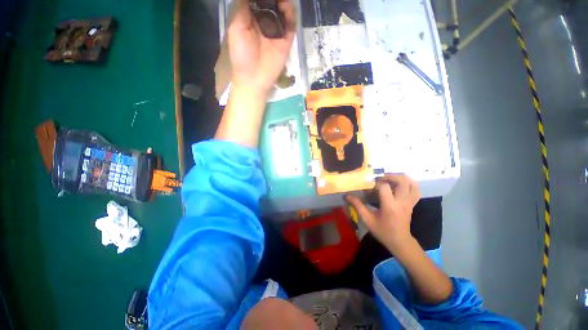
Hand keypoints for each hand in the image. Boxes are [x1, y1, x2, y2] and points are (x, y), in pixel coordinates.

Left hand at [228, 0, 296, 95]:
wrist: (254, 78)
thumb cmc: (241, 54)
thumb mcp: (236, 27)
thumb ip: (243, 6)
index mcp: (251, 17)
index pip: (258, 0)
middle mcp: (265, 21)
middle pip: (272, 2)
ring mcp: (277, 30)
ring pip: (283, 9)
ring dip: (283, 2)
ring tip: (280, 0)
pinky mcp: (286, 39)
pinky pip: (291, 23)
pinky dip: (291, 13)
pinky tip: (286, 7)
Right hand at [346, 174, 420, 251]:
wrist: (399, 241)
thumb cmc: (382, 231)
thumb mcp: (367, 219)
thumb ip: (357, 206)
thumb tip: (347, 196)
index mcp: (390, 206)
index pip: (384, 187)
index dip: (375, 183)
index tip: (368, 186)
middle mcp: (402, 201)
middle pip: (401, 181)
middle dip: (390, 176)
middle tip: (379, 178)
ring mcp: (409, 202)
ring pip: (411, 183)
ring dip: (400, 178)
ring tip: (389, 179)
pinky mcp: (412, 203)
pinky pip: (415, 190)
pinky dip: (409, 183)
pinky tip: (400, 184)